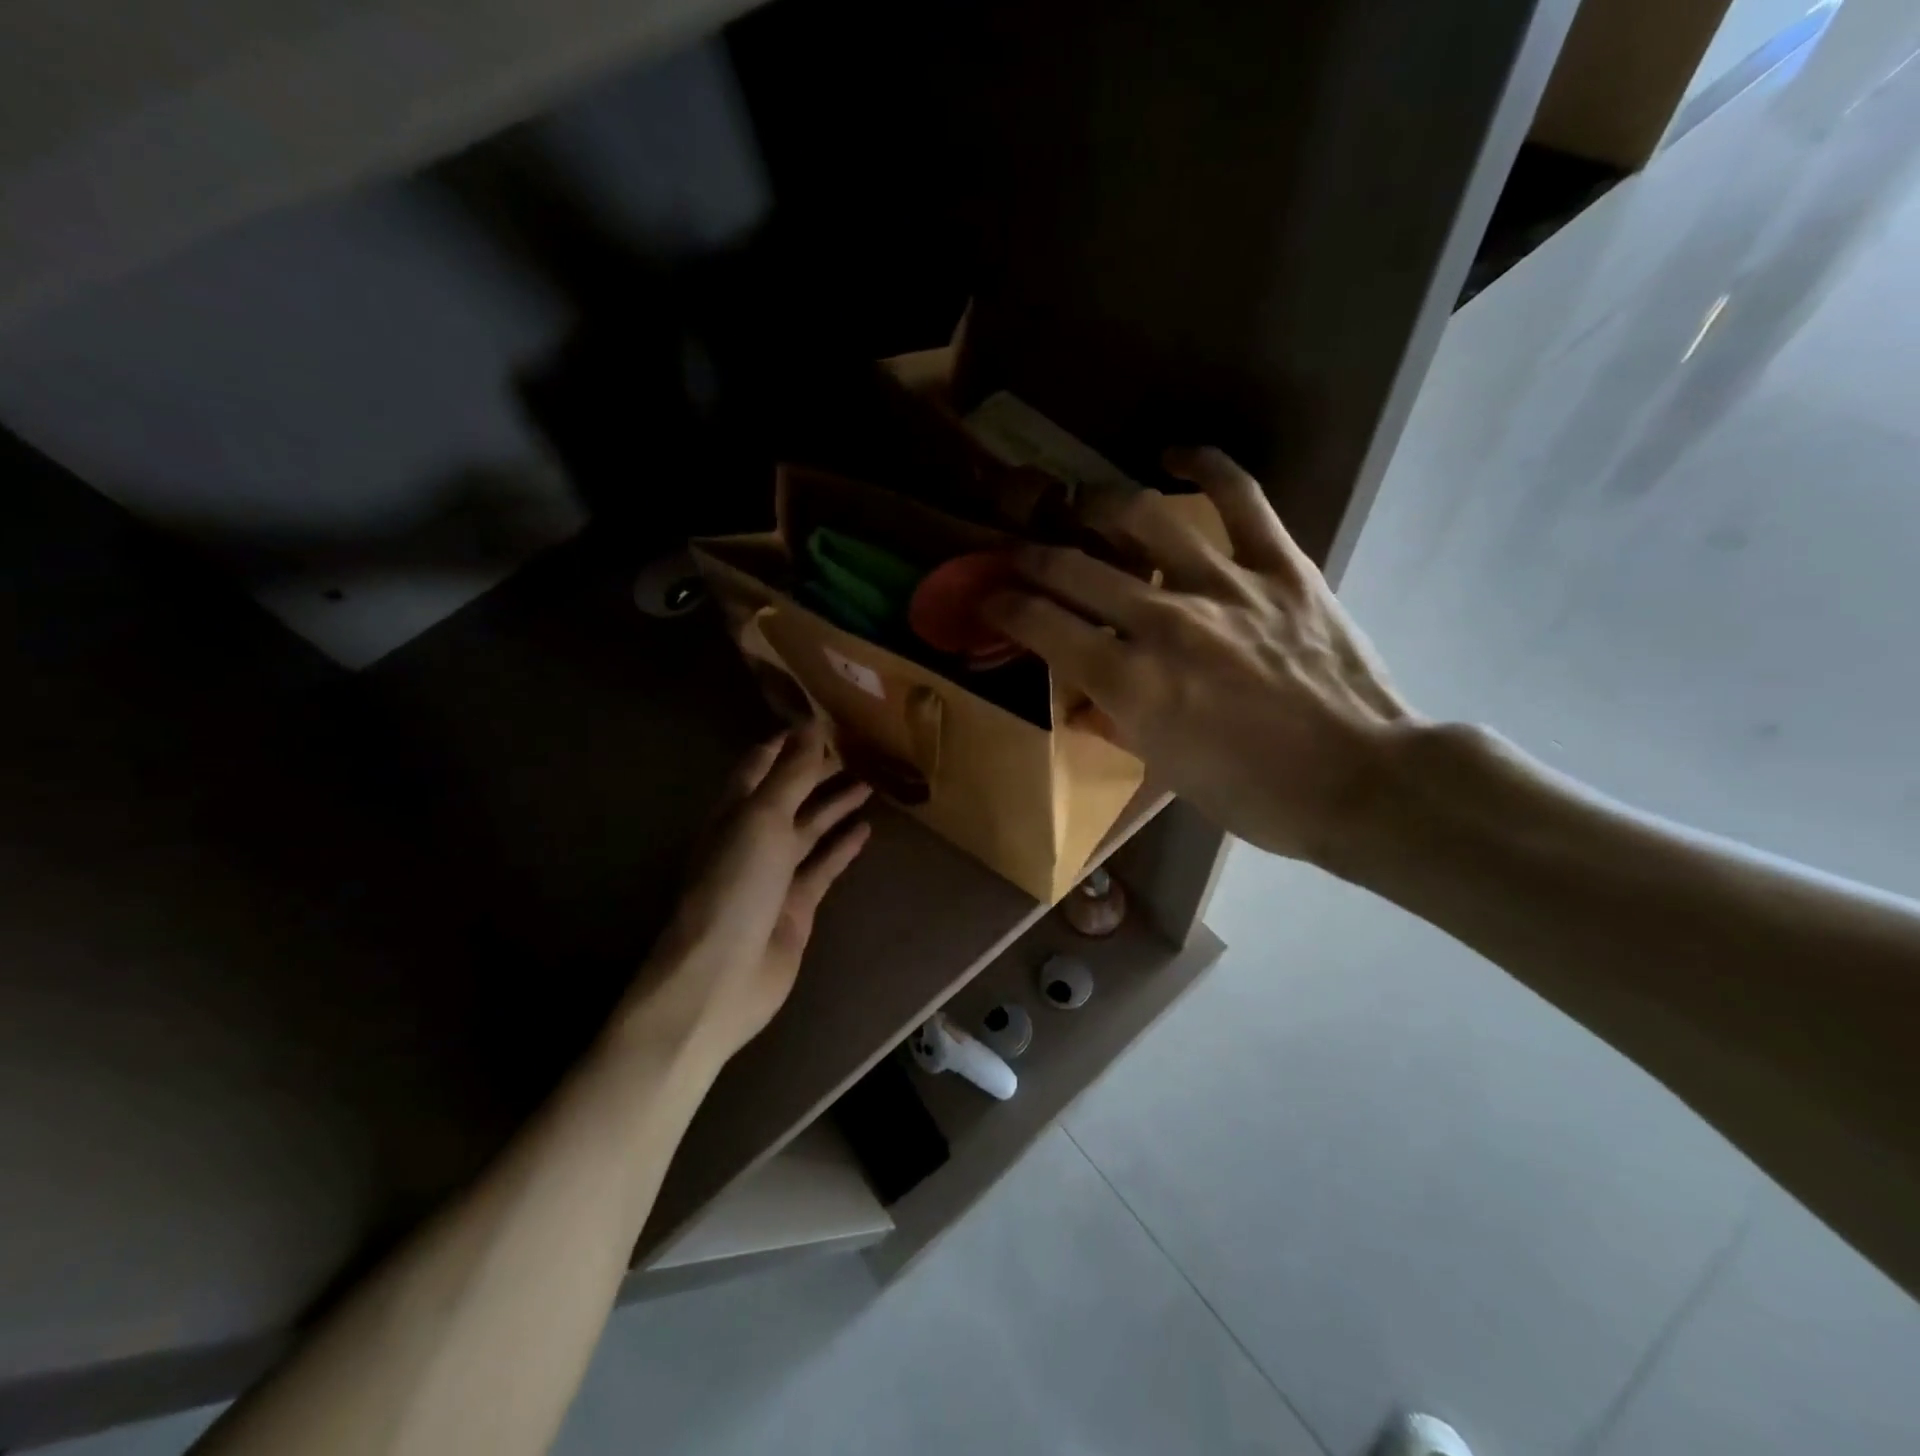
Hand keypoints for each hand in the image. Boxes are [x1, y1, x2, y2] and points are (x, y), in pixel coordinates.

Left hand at [629, 720, 870, 1062]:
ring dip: (835, 805)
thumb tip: (811, 725)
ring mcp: (775, 872)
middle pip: (789, 795)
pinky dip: (843, 847)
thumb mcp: (762, 820)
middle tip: (857, 749)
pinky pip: (824, 866)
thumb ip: (790, 775)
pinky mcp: (797, 903)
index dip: (786, 743)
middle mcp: (753, 837)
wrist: (725, 975)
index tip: (819, 721)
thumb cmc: (736, 886)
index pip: (760, 765)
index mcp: (735, 812)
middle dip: (818, 771)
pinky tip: (866, 830)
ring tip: (870, 782)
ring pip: (810, 828)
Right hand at [984, 447, 1422, 864]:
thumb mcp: (1164, 771)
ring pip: (1140, 519)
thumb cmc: (1254, 795)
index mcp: (1131, 684)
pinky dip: (1204, 466)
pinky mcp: (1280, 566)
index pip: (1042, 626)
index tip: (989, 597)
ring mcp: (1224, 586)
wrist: (1360, 781)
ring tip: (1080, 507)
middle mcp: (1164, 623)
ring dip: (1095, 508)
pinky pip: (1238, 497)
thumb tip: (1083, 693)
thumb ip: (1115, 721)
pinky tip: (1171, 456)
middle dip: (1029, 557)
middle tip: (1016, 554)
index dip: (1003, 606)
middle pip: (1072, 569)